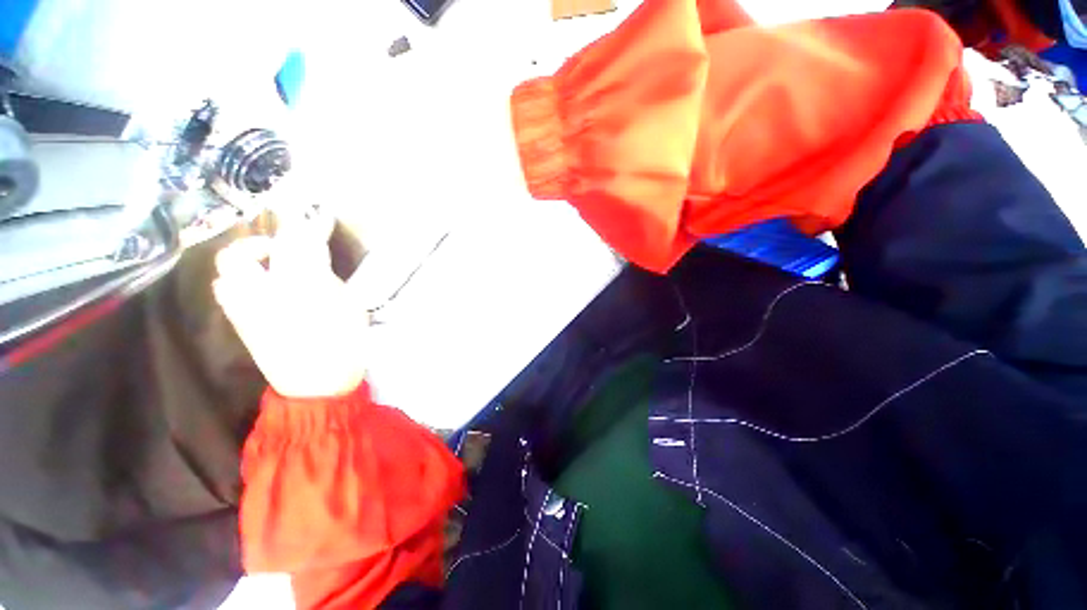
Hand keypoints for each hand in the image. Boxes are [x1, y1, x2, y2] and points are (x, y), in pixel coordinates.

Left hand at [213, 231, 368, 398]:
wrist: (318, 386)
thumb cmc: (342, 344)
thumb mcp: (348, 306)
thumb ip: (327, 274)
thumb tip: (314, 252)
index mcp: (296, 287)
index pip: (296, 244)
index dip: (307, 224)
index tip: (319, 214)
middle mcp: (260, 294)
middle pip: (241, 256)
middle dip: (260, 244)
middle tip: (284, 249)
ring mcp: (244, 311)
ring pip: (227, 274)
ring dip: (246, 263)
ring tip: (272, 269)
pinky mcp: (242, 326)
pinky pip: (230, 292)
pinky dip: (243, 281)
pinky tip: (268, 290)